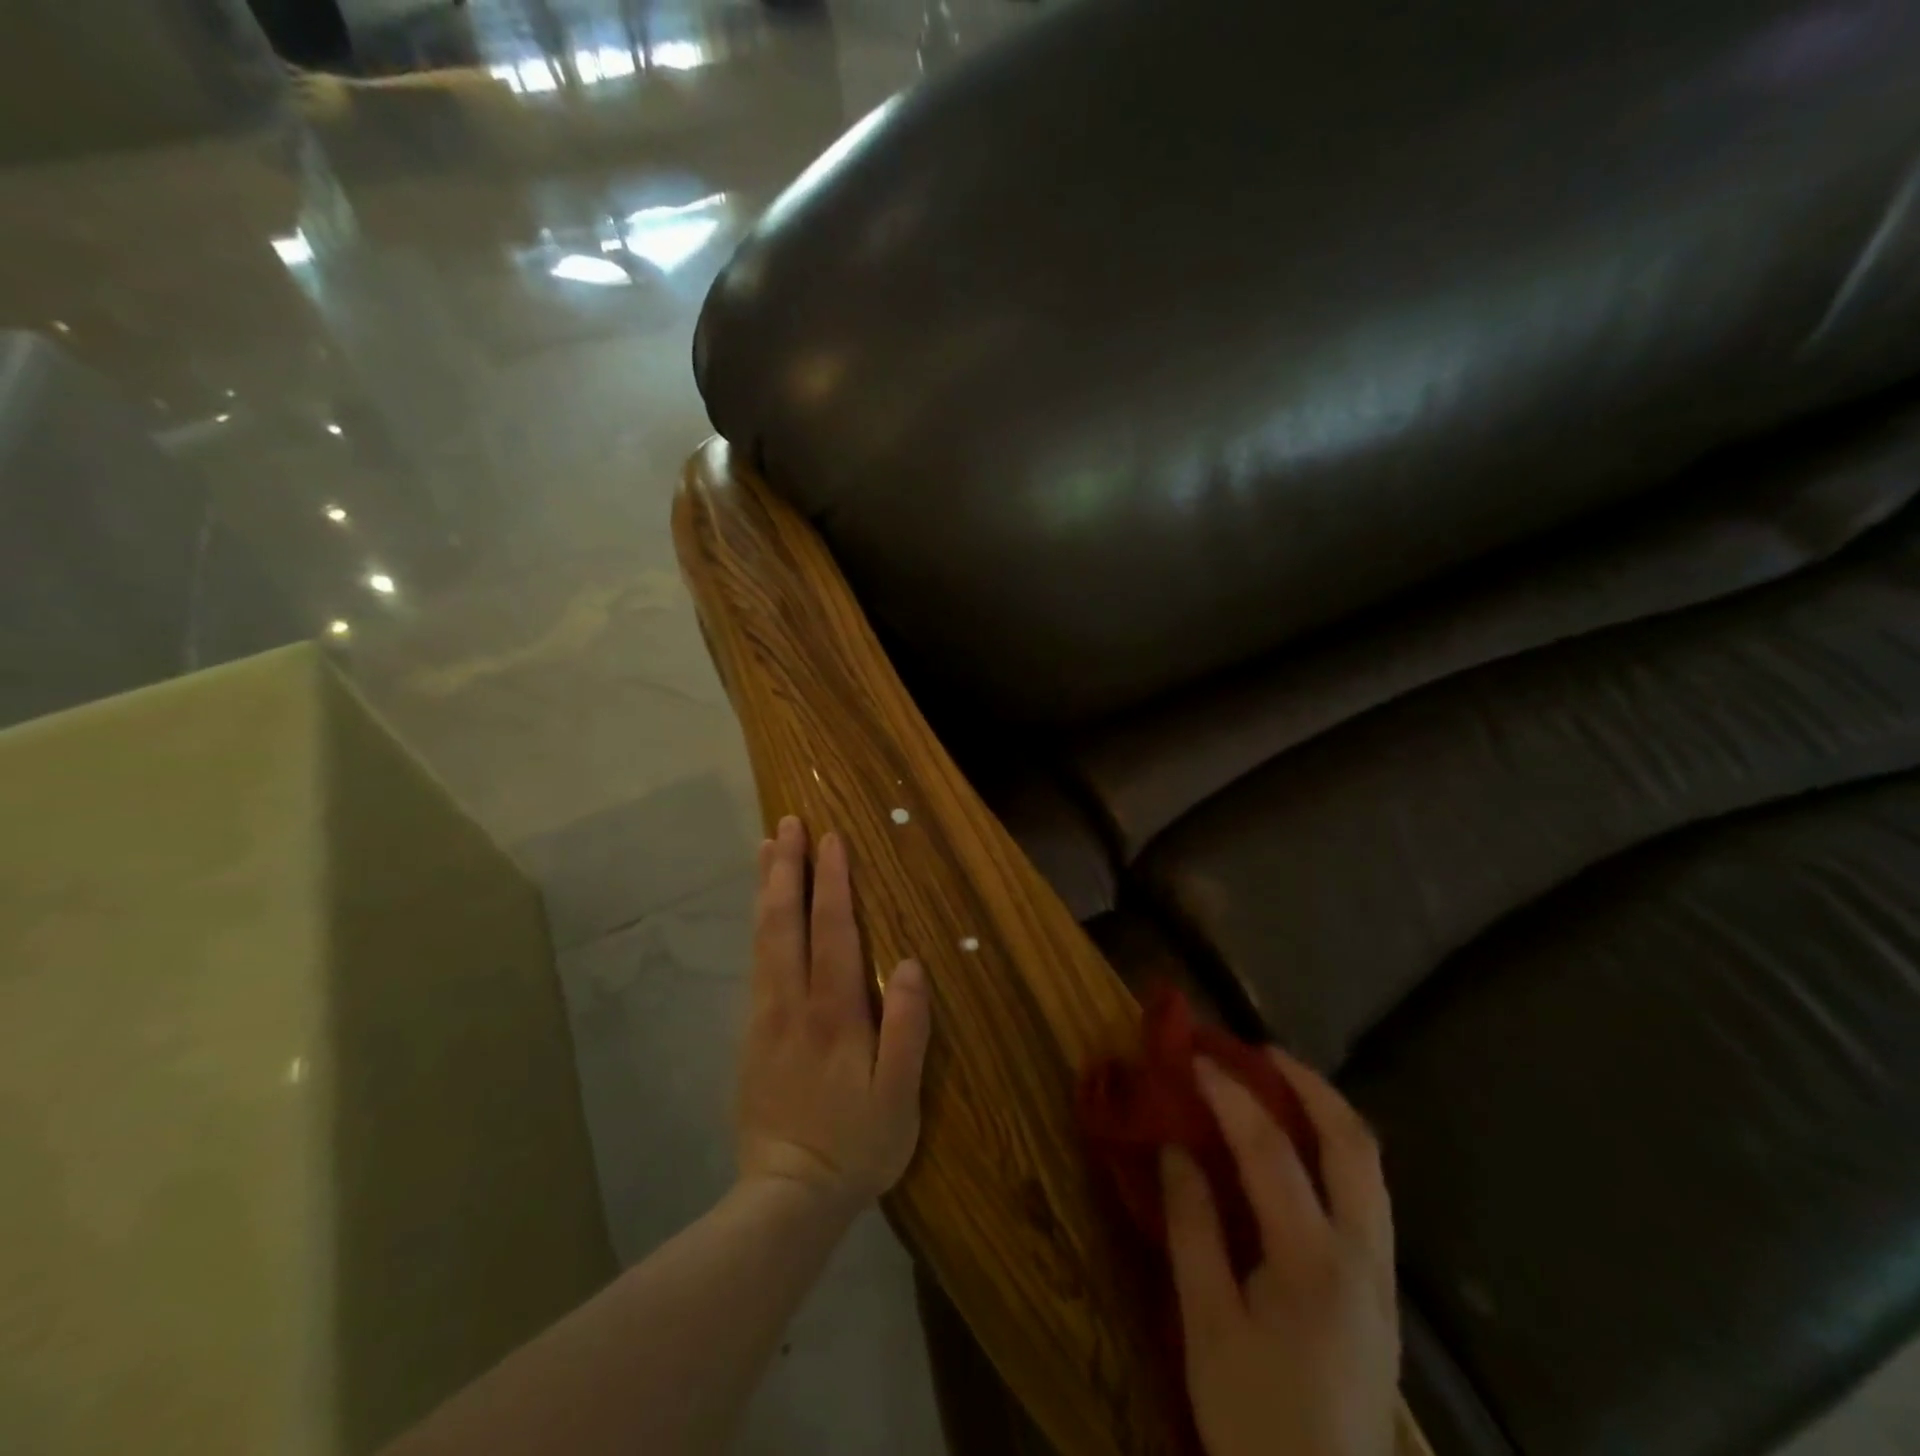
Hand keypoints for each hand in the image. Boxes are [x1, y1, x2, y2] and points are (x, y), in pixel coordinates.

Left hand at [735, 816, 931, 1214]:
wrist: (786, 1197)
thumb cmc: (855, 1146)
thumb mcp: (898, 1099)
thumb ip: (908, 1030)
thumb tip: (912, 964)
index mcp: (833, 1014)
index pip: (833, 932)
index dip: (833, 882)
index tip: (832, 839)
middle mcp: (792, 1003)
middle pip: (786, 922)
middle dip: (788, 868)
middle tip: (788, 823)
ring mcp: (765, 1016)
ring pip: (764, 937)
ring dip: (767, 887)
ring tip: (766, 847)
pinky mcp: (752, 1032)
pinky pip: (755, 960)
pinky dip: (758, 923)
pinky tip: (762, 910)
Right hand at [1163, 1049, 1398, 1455]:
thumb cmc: (1255, 1420)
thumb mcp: (1206, 1325)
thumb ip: (1193, 1228)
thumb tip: (1175, 1148)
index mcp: (1313, 1262)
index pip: (1272, 1150)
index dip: (1231, 1094)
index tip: (1195, 1057)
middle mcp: (1363, 1255)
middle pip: (1352, 1143)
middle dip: (1307, 1084)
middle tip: (1257, 1050)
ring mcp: (1382, 1273)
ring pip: (1369, 1165)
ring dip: (1325, 1111)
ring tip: (1277, 1082)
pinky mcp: (1381, 1289)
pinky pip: (1366, 1192)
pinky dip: (1333, 1148)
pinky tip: (1298, 1147)